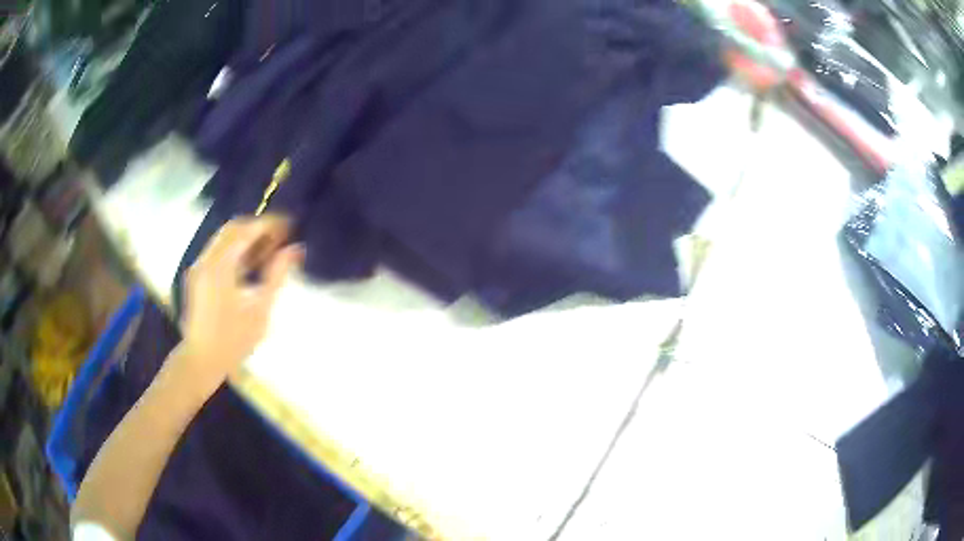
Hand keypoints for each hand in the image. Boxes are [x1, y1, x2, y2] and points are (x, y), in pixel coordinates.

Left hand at [176, 216, 302, 395]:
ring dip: (247, 238)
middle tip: (280, 236)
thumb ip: (276, 275)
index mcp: (220, 266)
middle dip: (258, 228)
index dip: (269, 224)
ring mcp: (199, 266)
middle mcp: (206, 259)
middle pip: (233, 229)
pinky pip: (218, 251)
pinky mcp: (198, 276)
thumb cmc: (233, 340)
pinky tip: (251, 263)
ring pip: (224, 239)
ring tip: (269, 249)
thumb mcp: (260, 310)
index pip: (246, 230)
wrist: (201, 360)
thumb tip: (295, 250)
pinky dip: (236, 250)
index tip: (290, 226)